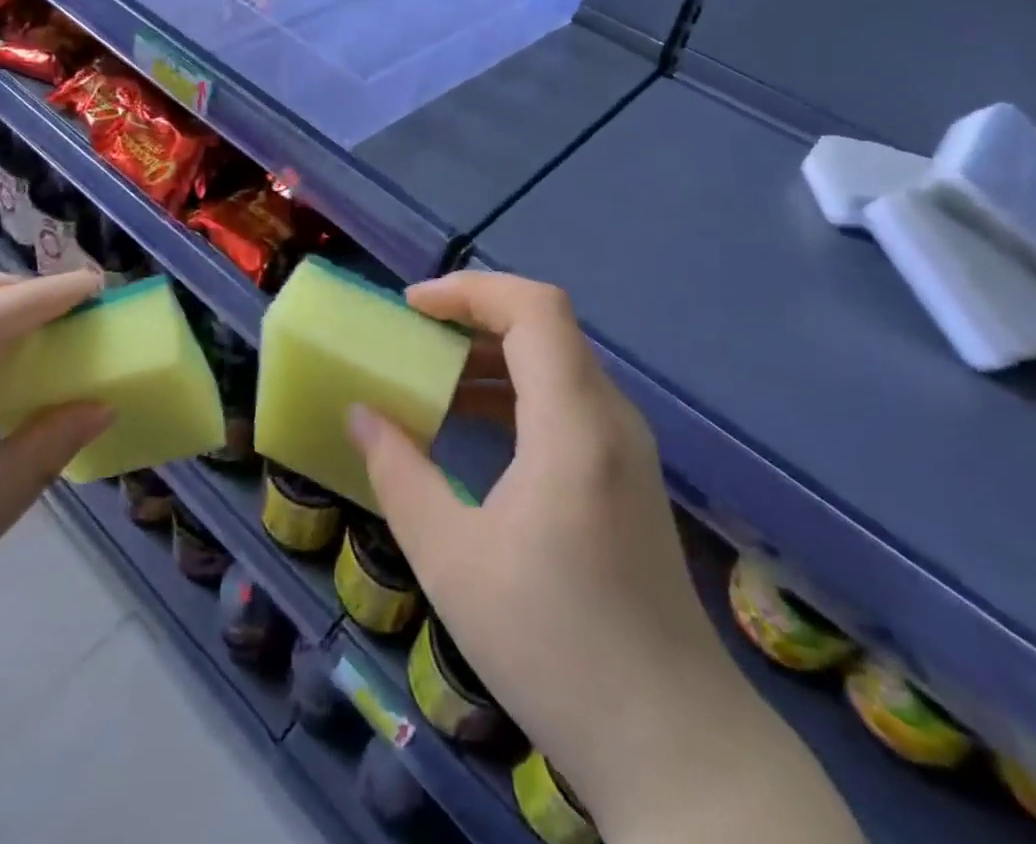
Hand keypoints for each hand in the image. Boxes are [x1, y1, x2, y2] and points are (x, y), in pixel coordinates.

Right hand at [348, 272, 858, 842]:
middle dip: (473, 316)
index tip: (412, 307)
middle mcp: (610, 416)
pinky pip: (567, 399)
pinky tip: (473, 424)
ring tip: (432, 376)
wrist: (674, 746)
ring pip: (557, 360)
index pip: (535, 307)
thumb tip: (360, 415)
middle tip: (411, 337)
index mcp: (574, 424)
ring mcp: (626, 445)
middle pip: (545, 325)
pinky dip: (516, 389)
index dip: (471, 289)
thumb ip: (399, 475)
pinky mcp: (627, 472)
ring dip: (492, 354)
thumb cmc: (555, 648)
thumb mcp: (452, 561)